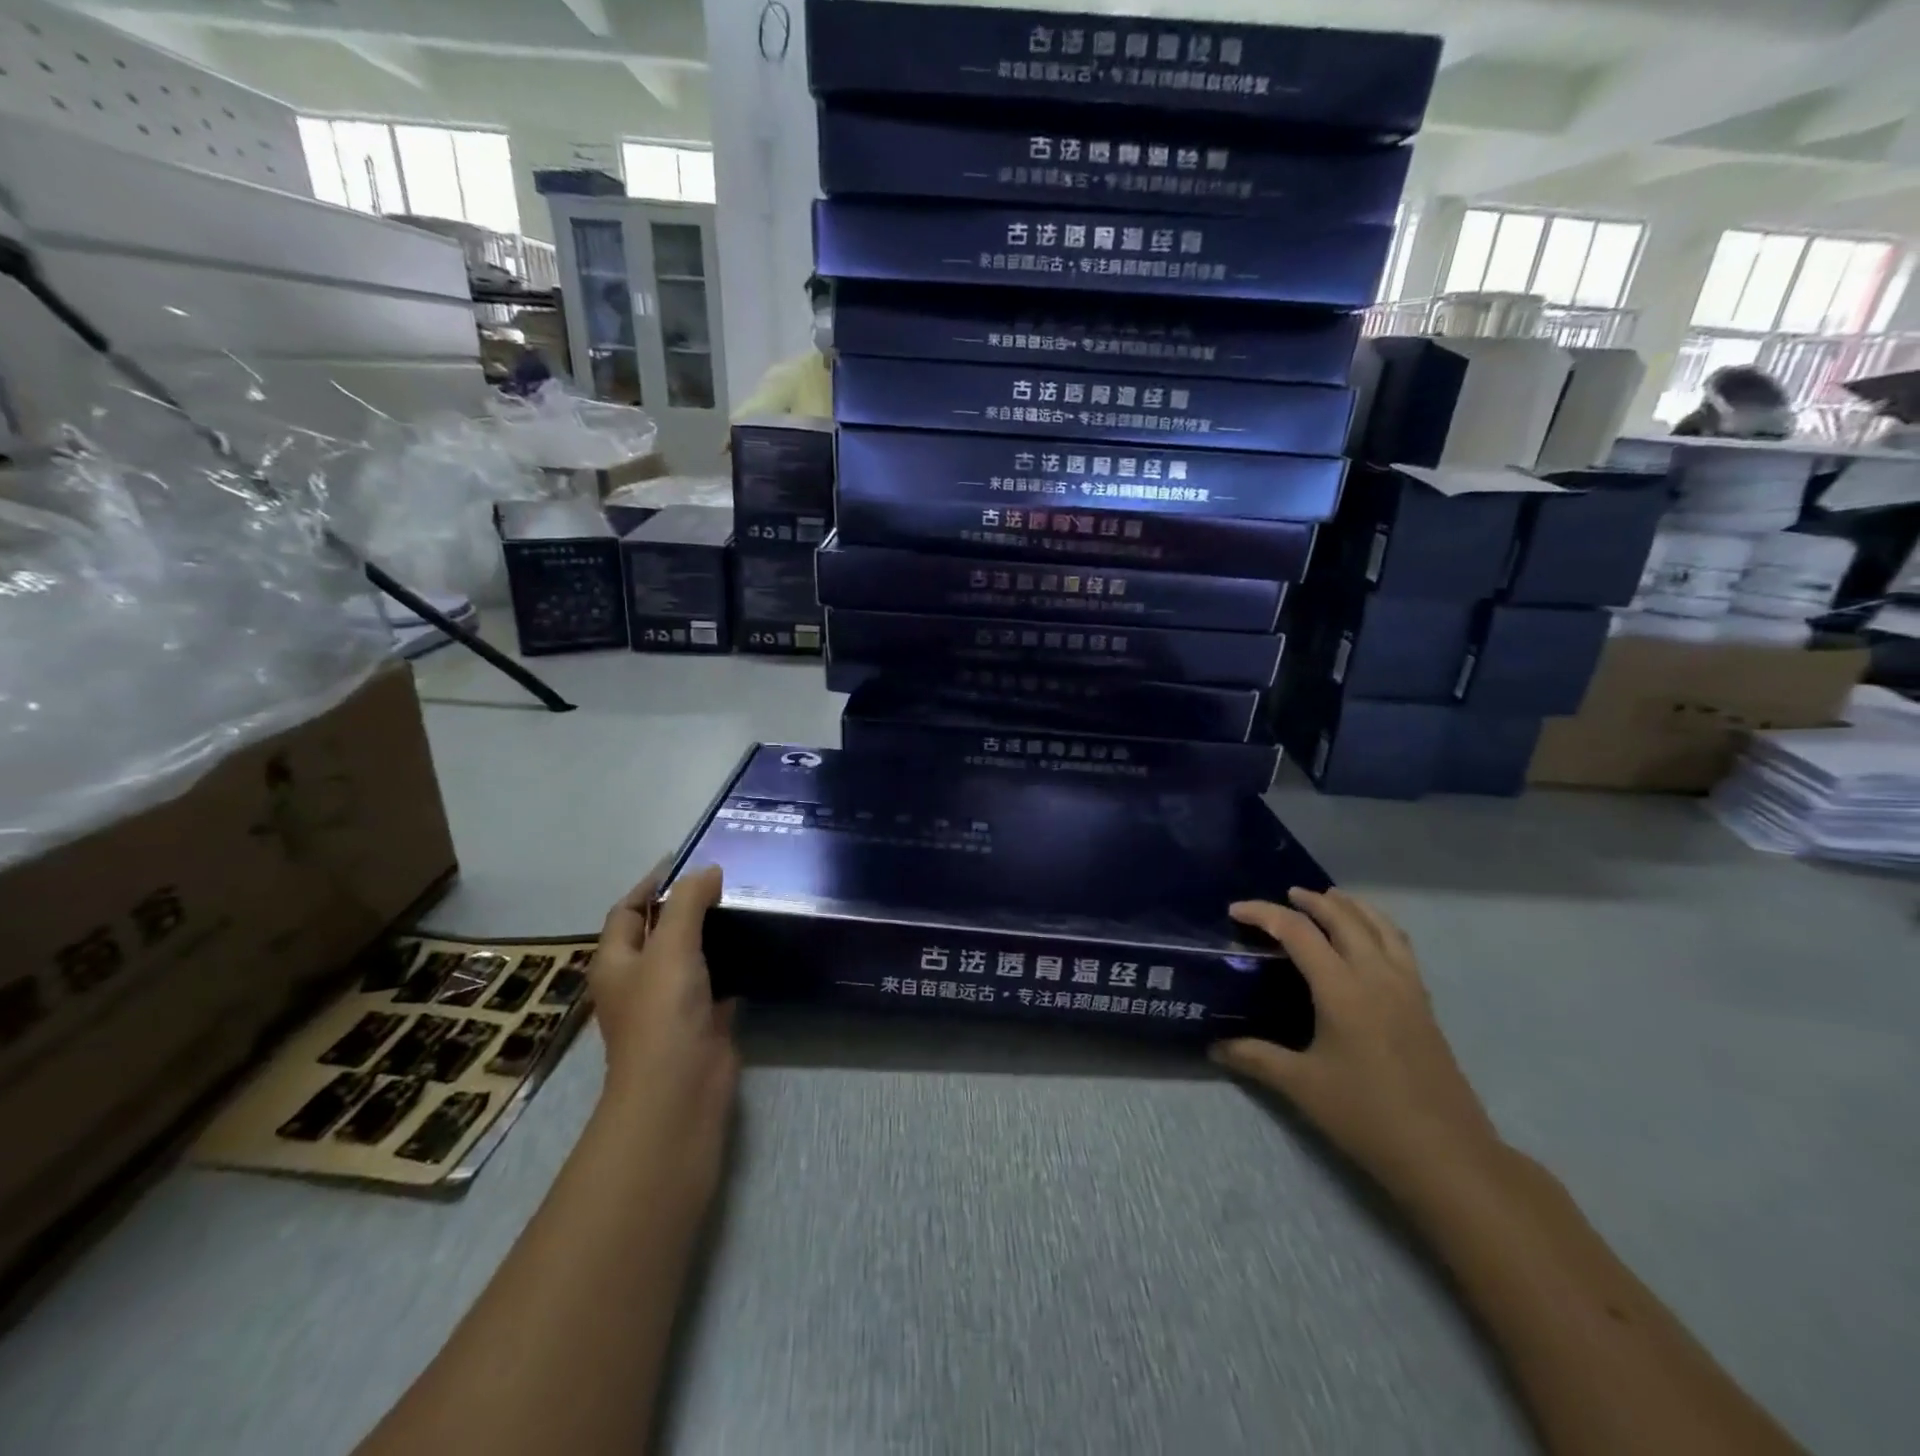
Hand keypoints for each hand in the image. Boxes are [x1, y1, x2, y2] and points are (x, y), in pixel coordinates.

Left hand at [586, 865, 738, 1190]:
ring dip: (712, 932)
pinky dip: (732, 962)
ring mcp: (670, 1001)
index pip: (626, 909)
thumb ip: (688, 903)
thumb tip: (708, 870)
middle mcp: (639, 979)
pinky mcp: (702, 1018)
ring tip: (745, 904)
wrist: (681, 1088)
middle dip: (687, 905)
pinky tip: (756, 944)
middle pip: (659, 931)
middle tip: (725, 879)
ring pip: (690, 955)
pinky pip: (717, 979)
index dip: (651, 883)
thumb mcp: (671, 946)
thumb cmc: (663, 1012)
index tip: (687, 859)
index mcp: (616, 961)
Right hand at [1211, 889, 1502, 1205]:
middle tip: (1285, 896)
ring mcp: (1407, 988)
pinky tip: (1369, 942)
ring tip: (1331, 900)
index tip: (1236, 911)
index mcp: (1342, 989)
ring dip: (1353, 907)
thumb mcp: (1301, 1085)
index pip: (1298, 932)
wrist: (1446, 1155)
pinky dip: (1379, 928)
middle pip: (1345, 918)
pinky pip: (1400, 947)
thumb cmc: (1367, 1116)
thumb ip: (1255, 1057)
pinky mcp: (1424, 1004)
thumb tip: (1214, 1045)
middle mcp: (1377, 976)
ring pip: (1381, 927)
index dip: (1264, 914)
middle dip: (1312, 901)